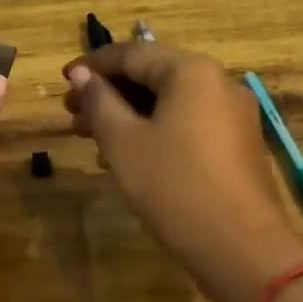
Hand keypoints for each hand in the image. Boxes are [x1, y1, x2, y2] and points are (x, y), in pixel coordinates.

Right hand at [63, 43, 302, 301]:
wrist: (240, 247)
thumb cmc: (173, 186)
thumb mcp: (124, 141)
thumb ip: (99, 101)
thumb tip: (81, 73)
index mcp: (191, 71)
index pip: (133, 54)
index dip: (92, 65)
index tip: (63, 79)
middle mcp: (218, 82)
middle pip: (153, 76)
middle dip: (109, 93)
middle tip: (72, 114)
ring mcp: (233, 114)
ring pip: (170, 102)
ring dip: (128, 114)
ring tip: (90, 137)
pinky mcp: (238, 144)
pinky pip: (188, 123)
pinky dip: (154, 130)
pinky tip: (127, 155)